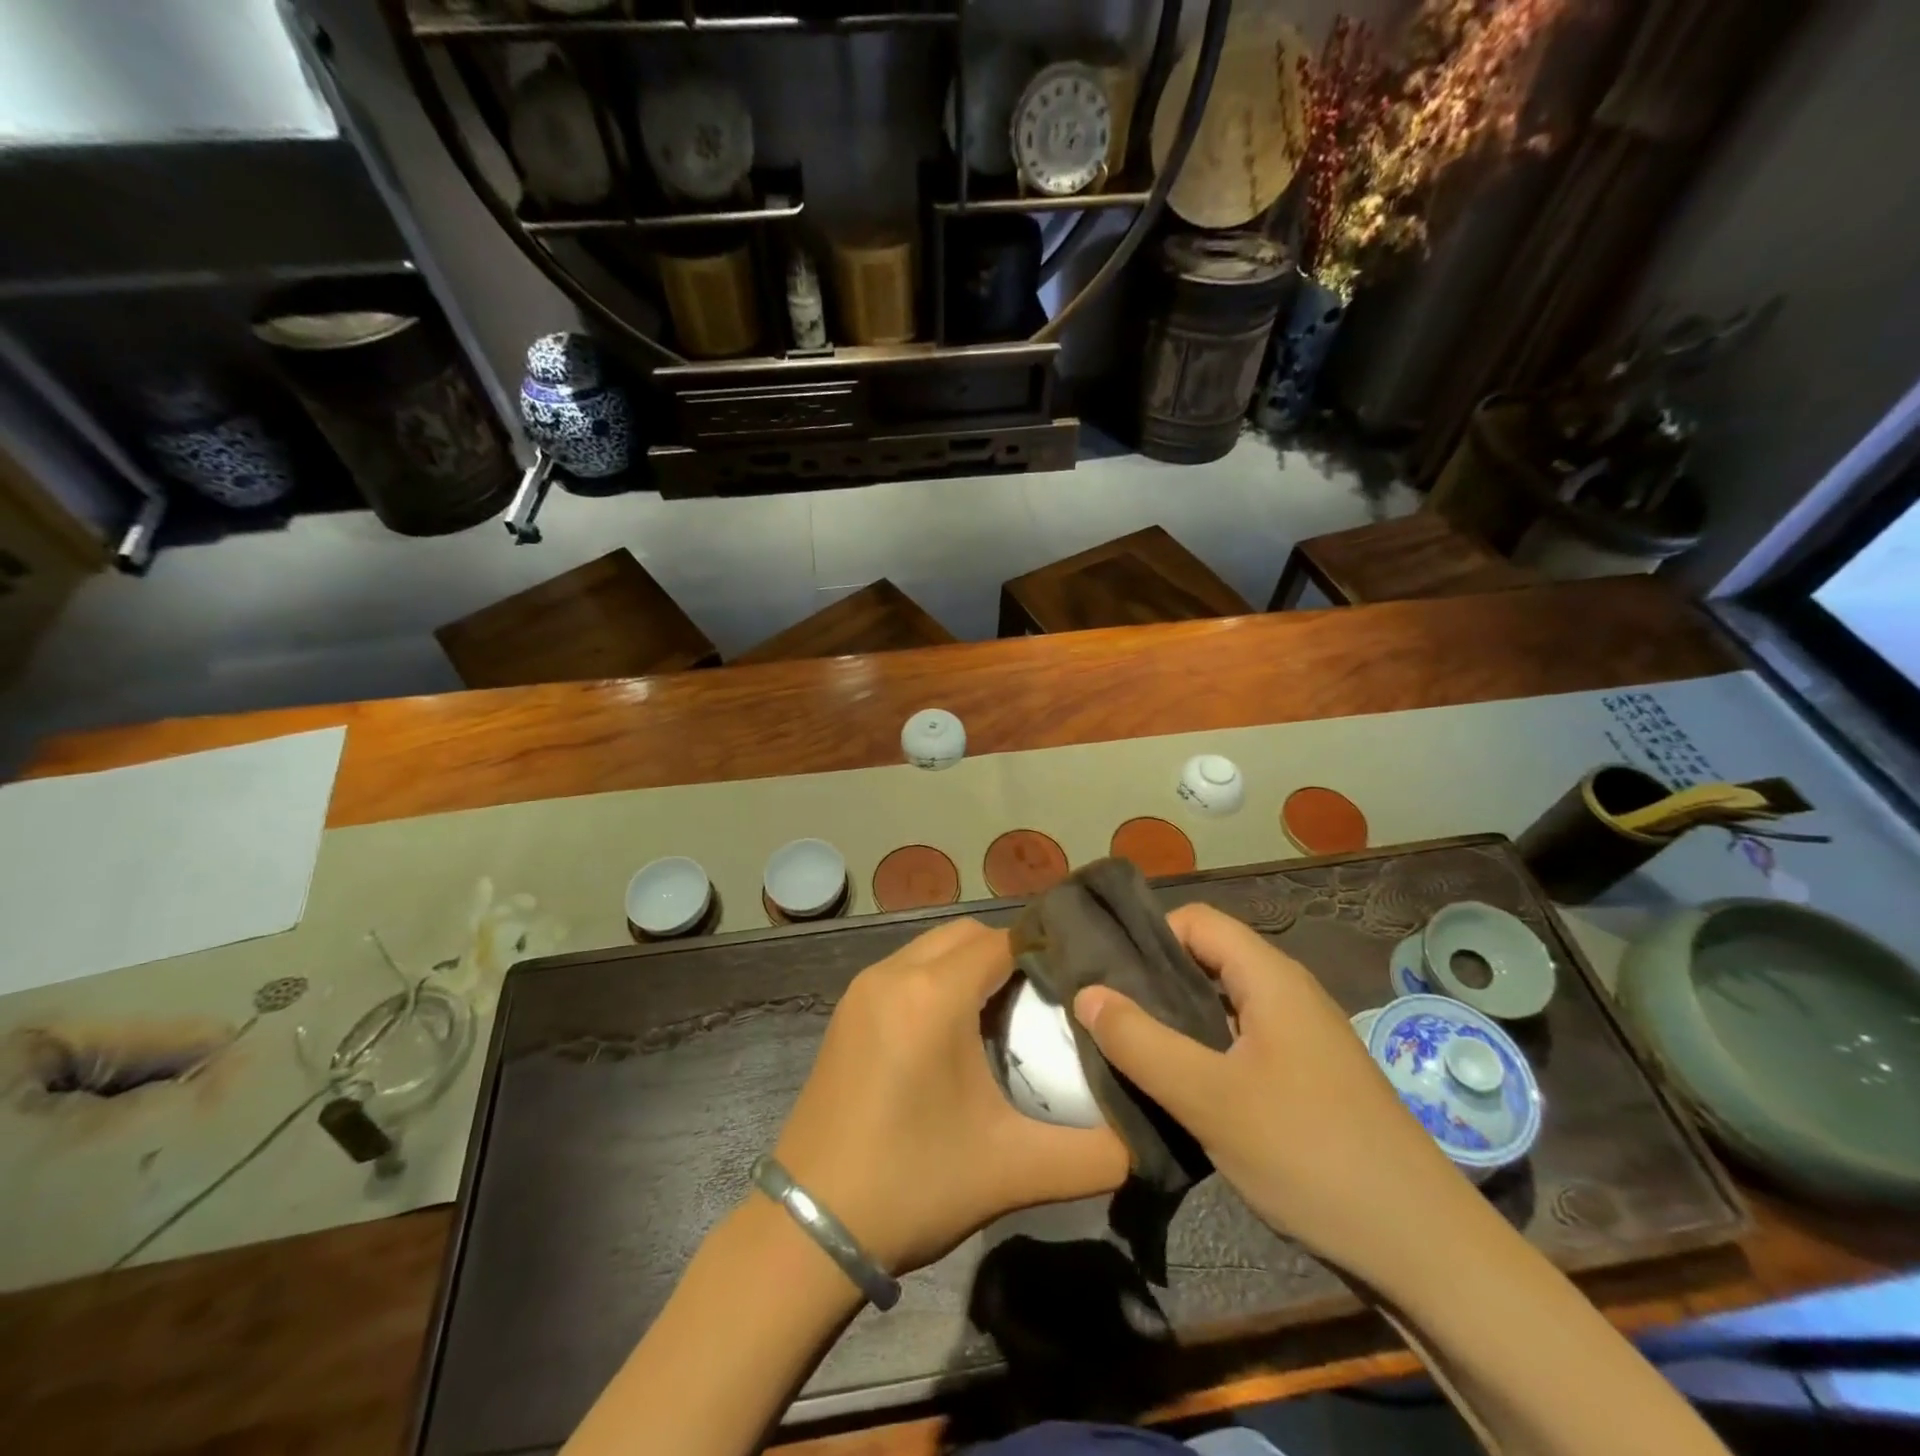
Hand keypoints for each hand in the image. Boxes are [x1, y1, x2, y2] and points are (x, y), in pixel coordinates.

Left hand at [773, 918, 1129, 1276]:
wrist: (808, 1228)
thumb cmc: (913, 1186)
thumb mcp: (1014, 1171)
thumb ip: (1095, 1154)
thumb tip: (1147, 1140)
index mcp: (933, 995)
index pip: (1003, 940)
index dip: (1045, 950)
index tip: (1080, 978)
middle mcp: (894, 973)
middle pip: (967, 935)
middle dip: (1010, 954)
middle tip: (1046, 999)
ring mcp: (863, 989)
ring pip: (932, 947)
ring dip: (971, 965)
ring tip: (1006, 1013)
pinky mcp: (847, 1011)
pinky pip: (906, 969)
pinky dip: (938, 979)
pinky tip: (955, 1030)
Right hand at [1072, 903, 1472, 1286]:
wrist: (1424, 1250)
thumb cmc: (1310, 1154)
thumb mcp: (1209, 1098)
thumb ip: (1140, 1042)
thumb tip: (1085, 993)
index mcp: (1271, 978)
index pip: (1196, 921)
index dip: (1147, 935)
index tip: (1103, 971)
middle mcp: (1287, 995)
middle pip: (1206, 960)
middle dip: (1152, 980)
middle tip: (1102, 1012)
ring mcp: (1300, 1038)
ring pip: (1221, 1005)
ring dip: (1174, 1020)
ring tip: (1126, 1048)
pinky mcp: (1306, 1078)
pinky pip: (1239, 1043)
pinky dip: (1201, 1052)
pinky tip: (1176, 1087)